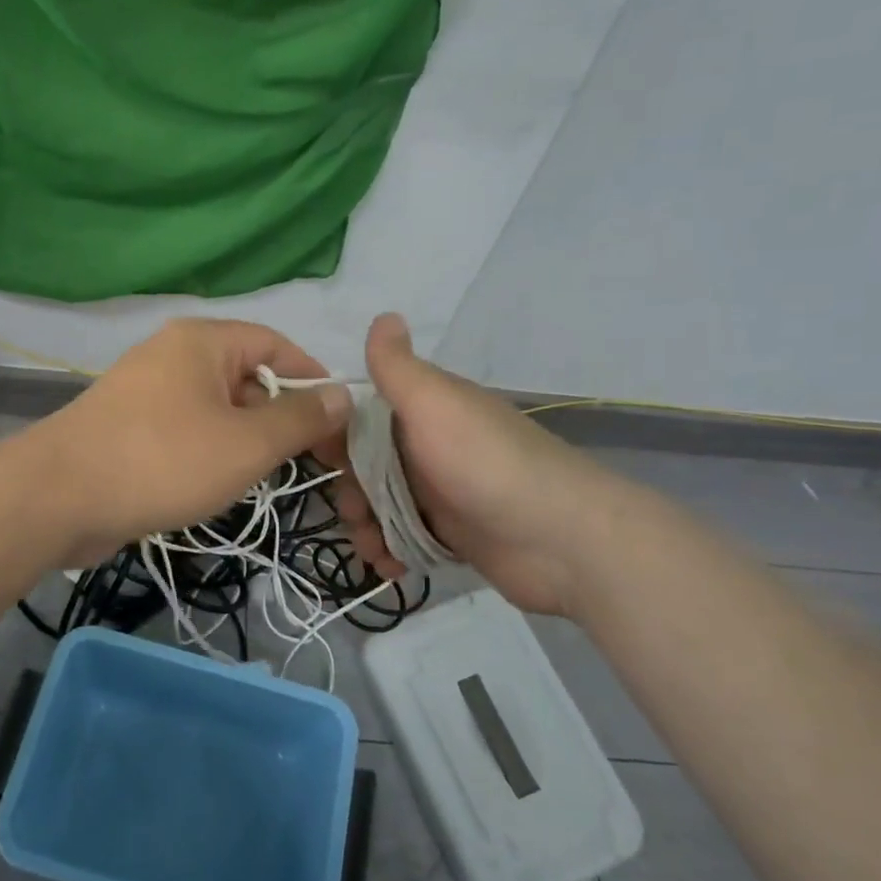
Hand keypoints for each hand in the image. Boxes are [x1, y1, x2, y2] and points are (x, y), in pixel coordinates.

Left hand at [25, 319, 352, 565]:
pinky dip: (209, 450)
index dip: (312, 378)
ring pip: (216, 408)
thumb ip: (300, 419)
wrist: (58, 498)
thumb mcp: (247, 443)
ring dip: (245, 438)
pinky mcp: (128, 426)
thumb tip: (342, 395)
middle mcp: (173, 355)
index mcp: (202, 341)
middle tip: (307, 461)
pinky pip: (185, 429)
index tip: (338, 421)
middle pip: (246, 376)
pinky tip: (216, 484)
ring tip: (262, 477)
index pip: (275, 344)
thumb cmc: (163, 460)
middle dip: (279, 416)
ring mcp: (145, 390)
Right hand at [335, 313, 623, 616]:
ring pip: (380, 504)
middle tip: (356, 513)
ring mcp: (440, 492)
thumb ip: (398, 367)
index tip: (319, 456)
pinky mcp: (452, 534)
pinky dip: (389, 550)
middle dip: (350, 490)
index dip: (335, 433)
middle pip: (365, 465)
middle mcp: (429, 446)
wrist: (561, 540)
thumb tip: (383, 314)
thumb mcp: (434, 404)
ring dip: (366, 526)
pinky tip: (390, 565)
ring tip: (373, 549)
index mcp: (424, 410)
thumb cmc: (485, 464)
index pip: (361, 414)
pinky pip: (402, 538)